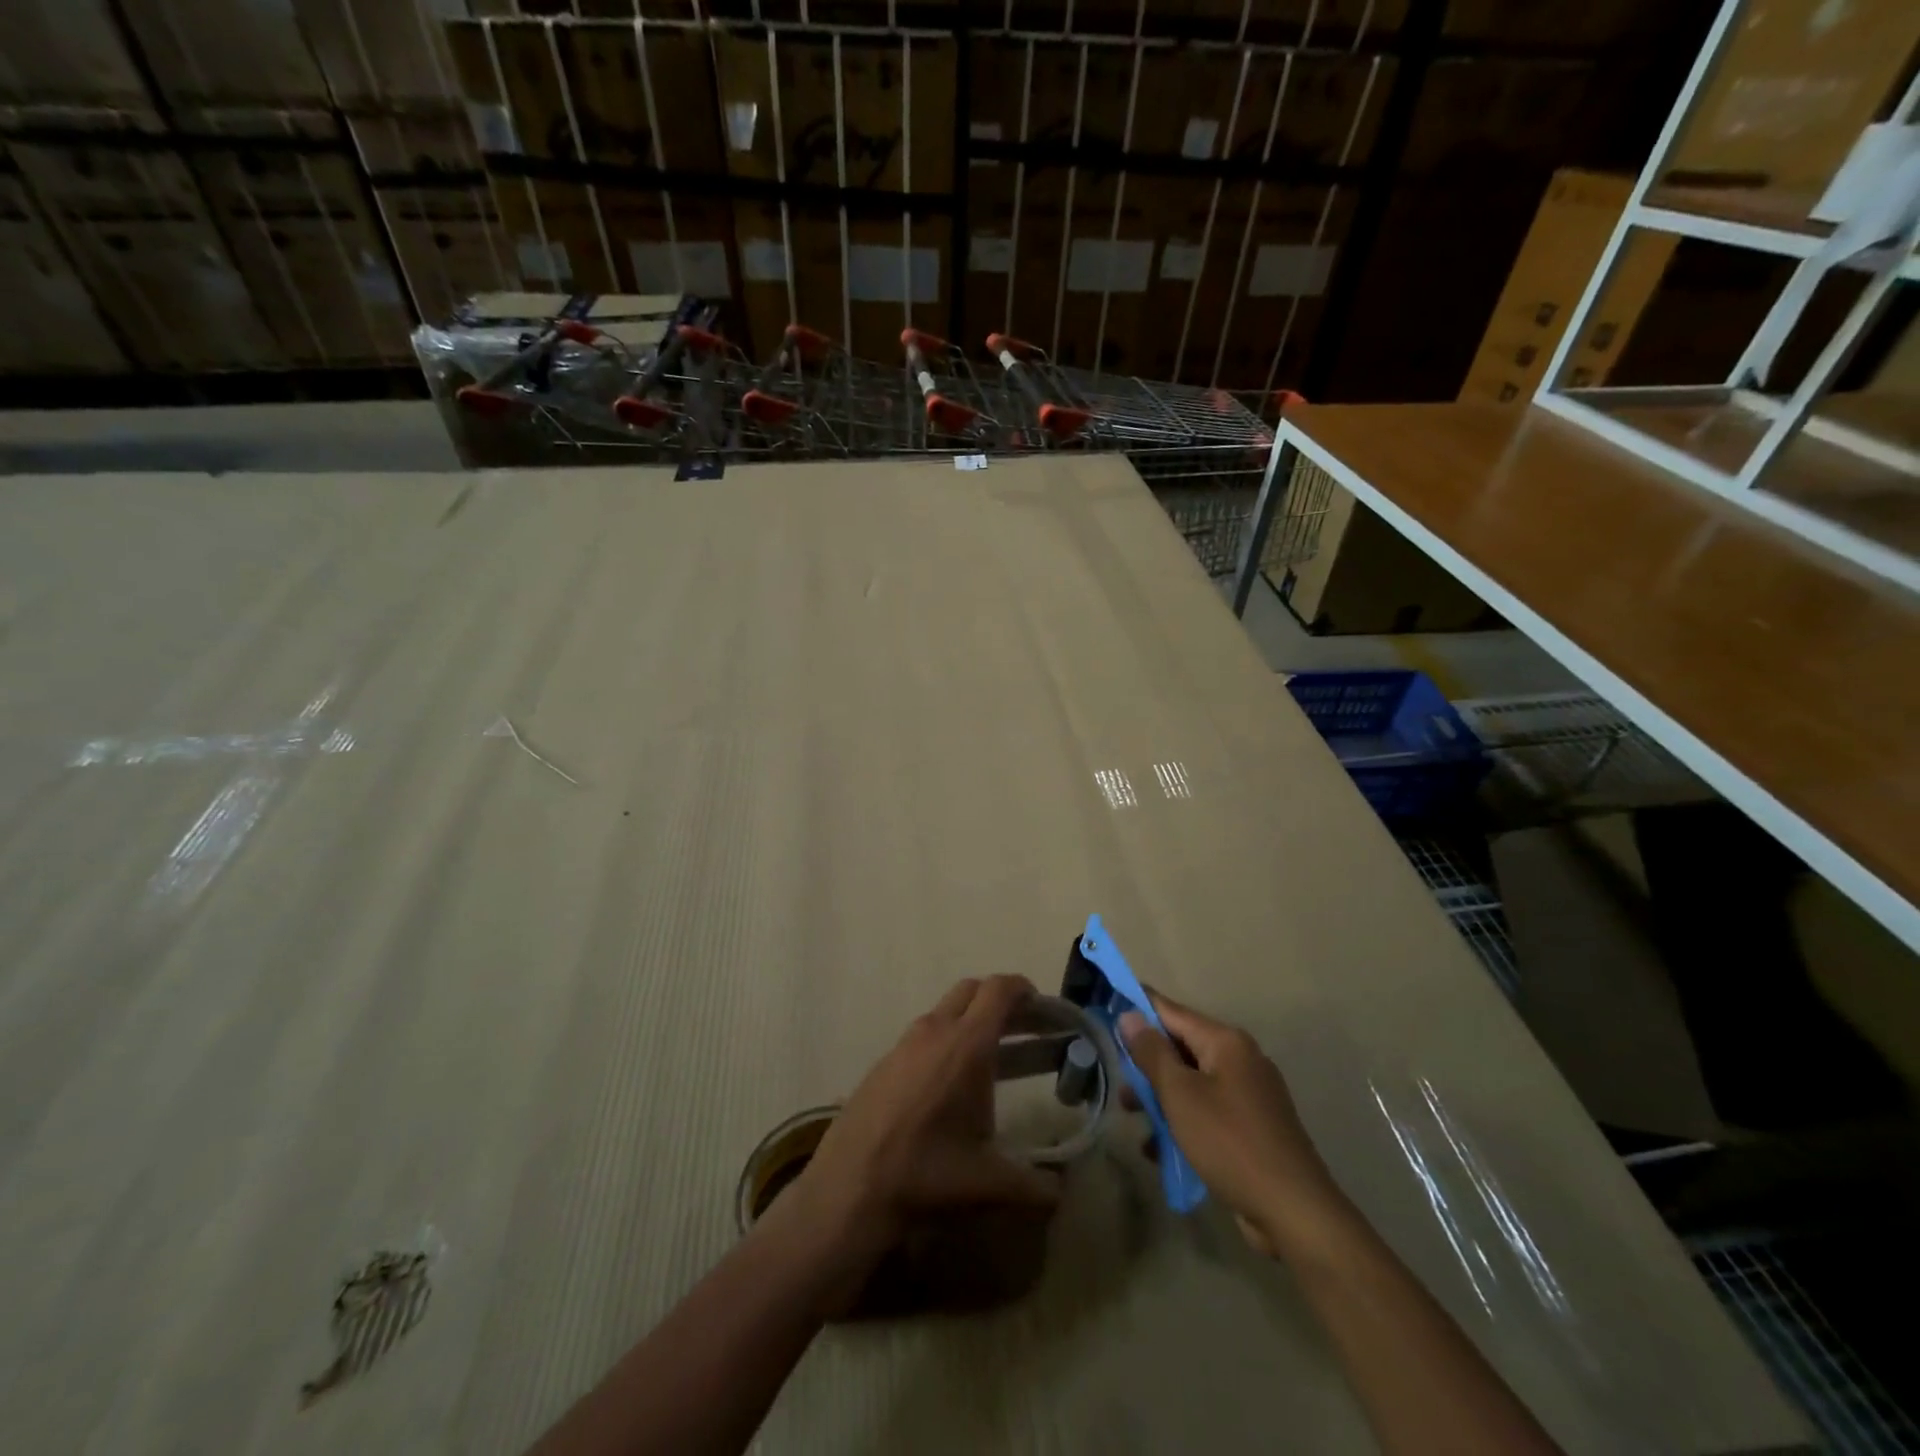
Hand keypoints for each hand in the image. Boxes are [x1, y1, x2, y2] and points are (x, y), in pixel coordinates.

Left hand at [776, 975, 1061, 1281]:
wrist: (849, 1188)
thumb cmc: (927, 1175)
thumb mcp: (990, 1185)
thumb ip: (1036, 1187)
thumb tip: (1060, 1192)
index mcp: (967, 1045)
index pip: (999, 990)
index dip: (1024, 990)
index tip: (1042, 1008)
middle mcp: (935, 1031)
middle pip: (973, 990)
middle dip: (1000, 1001)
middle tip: (1023, 1029)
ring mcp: (904, 1043)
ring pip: (945, 1011)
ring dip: (971, 1021)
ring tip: (990, 1058)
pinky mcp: (883, 1062)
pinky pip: (923, 1035)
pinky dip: (944, 1041)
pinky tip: (947, 1085)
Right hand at [1120, 990, 1339, 1256]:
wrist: (1294, 1212)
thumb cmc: (1229, 1142)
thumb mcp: (1180, 1094)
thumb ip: (1152, 1053)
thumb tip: (1129, 1015)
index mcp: (1226, 1042)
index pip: (1171, 1011)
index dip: (1138, 1008)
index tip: (1107, 1006)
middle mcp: (1241, 1060)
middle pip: (1181, 1048)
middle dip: (1147, 1065)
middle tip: (1118, 1082)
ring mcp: (1250, 1095)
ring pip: (1192, 1083)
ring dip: (1161, 1098)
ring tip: (1133, 1119)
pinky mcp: (1252, 1128)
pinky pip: (1207, 1111)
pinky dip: (1183, 1122)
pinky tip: (1160, 1149)